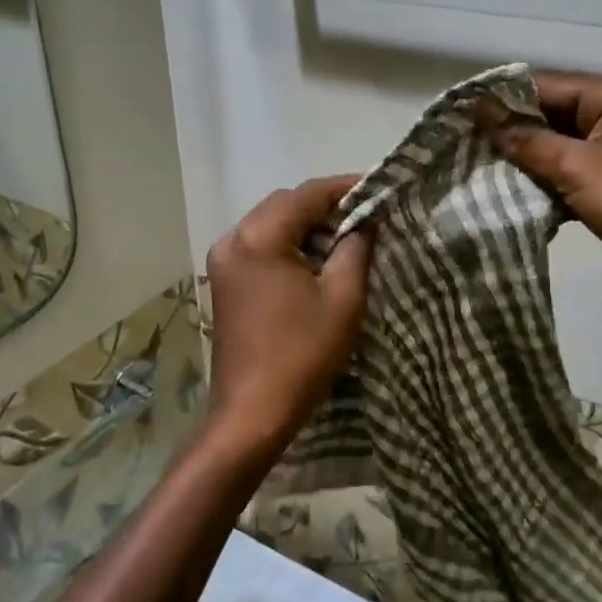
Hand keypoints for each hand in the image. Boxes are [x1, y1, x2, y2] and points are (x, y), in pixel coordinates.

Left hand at [204, 175, 372, 453]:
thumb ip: (356, 247)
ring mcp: (223, 262)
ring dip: (306, 226)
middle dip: (325, 207)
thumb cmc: (302, 354)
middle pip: (284, 205)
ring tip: (346, 238)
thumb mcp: (342, 297)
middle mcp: (232, 240)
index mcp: (258, 238)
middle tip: (366, 217)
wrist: (252, 413)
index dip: (346, 188)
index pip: (307, 194)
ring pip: (271, 225)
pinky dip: (288, 245)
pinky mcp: (224, 283)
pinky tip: (315, 261)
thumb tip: (366, 219)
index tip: (378, 190)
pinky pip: (260, 247)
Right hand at [482, 72, 601, 310]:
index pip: (544, 87)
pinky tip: (511, 201)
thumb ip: (526, 140)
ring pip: (554, 151)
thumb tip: (481, 111)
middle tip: (462, 149)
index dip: (502, 101)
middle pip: (548, 118)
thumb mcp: (576, 166)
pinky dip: (543, 188)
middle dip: (509, 135)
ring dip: (523, 164)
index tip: (458, 117)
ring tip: (478, 175)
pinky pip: (566, 178)